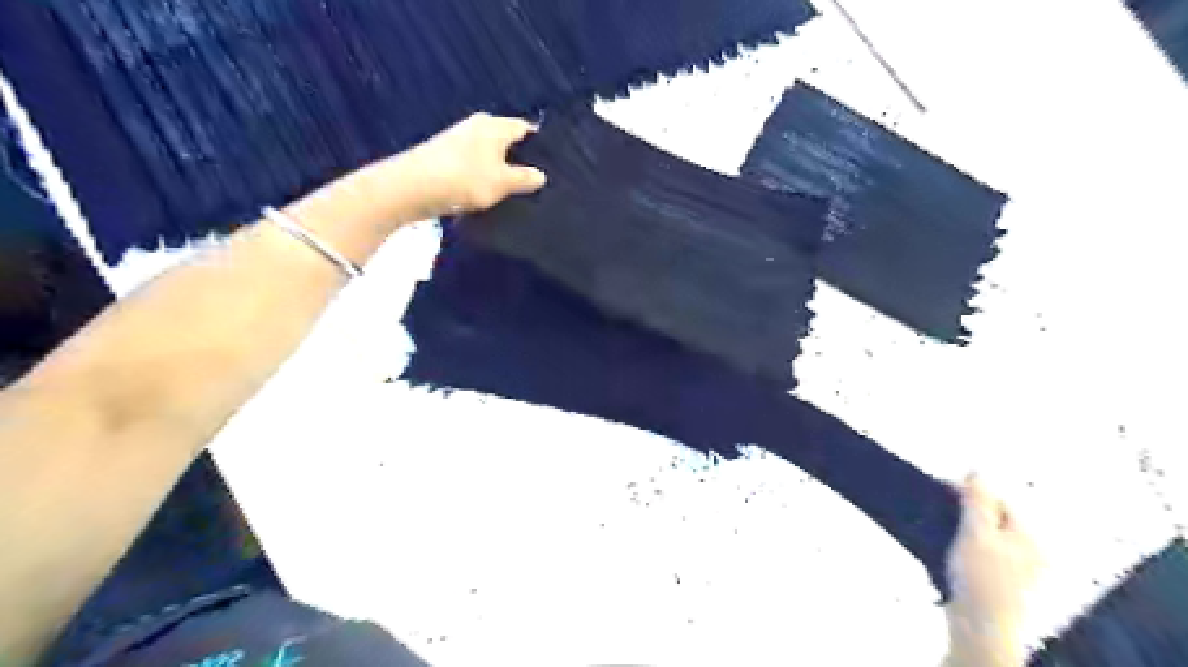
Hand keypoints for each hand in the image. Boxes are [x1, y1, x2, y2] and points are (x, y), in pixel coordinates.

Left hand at [395, 112, 549, 217]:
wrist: (413, 187)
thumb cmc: (465, 179)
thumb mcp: (503, 182)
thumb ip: (525, 178)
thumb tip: (541, 175)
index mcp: (495, 126)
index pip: (525, 128)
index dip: (540, 145)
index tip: (553, 164)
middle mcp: (478, 125)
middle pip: (507, 139)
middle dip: (521, 156)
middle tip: (537, 179)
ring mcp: (459, 139)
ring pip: (490, 152)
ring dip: (501, 167)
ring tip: (517, 188)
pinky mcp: (446, 155)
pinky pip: (475, 162)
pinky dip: (485, 173)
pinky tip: (490, 190)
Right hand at [947, 471, 1041, 663]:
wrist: (980, 627)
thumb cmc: (980, 577)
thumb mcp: (976, 532)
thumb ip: (977, 501)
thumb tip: (976, 471)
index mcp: (1030, 537)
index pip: (999, 500)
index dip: (970, 493)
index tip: (942, 491)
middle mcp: (1030, 551)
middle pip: (994, 518)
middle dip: (966, 511)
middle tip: (941, 511)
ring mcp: (1018, 570)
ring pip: (986, 536)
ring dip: (963, 529)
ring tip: (943, 532)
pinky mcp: (1001, 583)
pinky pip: (982, 553)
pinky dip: (965, 548)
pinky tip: (950, 553)